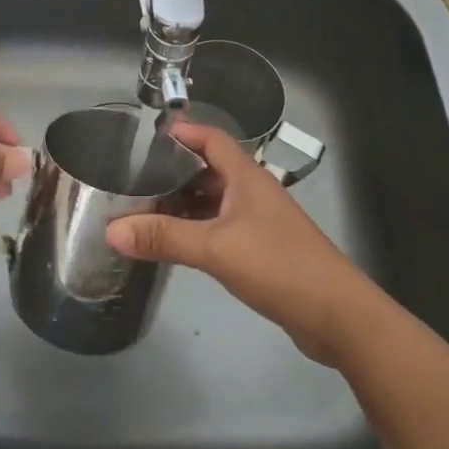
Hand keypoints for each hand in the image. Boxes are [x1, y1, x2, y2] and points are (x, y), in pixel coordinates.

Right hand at [105, 120, 378, 365]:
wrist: (337, 315)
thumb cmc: (278, 265)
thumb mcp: (215, 248)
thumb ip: (164, 237)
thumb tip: (111, 230)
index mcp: (247, 177)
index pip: (212, 139)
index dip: (183, 132)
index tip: (148, 136)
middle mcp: (253, 192)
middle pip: (210, 170)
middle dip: (175, 172)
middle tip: (135, 179)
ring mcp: (260, 222)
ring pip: (215, 202)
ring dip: (185, 203)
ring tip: (146, 210)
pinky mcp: (263, 250)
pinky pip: (222, 228)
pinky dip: (198, 229)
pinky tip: (177, 243)